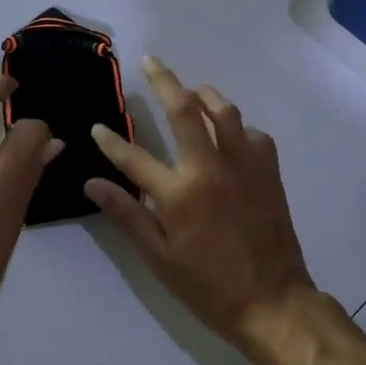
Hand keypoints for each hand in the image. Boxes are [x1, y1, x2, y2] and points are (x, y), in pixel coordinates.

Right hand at [84, 58, 321, 355]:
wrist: (273, 301)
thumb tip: (92, 183)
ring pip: (225, 111)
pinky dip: (238, 127)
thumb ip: (127, 214)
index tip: (97, 127)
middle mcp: (211, 167)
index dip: (111, 141)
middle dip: (164, 80)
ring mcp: (244, 165)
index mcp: (179, 192)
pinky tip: (230, 136)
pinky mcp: (269, 171)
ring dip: (205, 95)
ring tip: (192, 92)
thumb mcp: (159, 258)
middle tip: (151, 62)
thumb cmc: (208, 286)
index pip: (134, 157)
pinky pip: (253, 133)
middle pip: (185, 109)